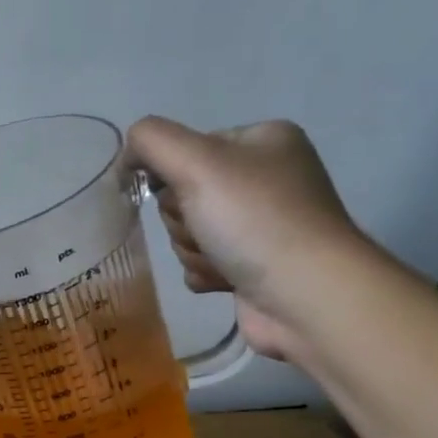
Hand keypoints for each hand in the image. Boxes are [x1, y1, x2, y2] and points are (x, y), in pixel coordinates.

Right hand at [124, 117, 371, 360]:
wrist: (307, 296)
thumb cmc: (255, 220)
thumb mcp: (195, 161)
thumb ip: (151, 141)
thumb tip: (129, 153)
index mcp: (262, 141)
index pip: (187, 148)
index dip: (174, 175)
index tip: (188, 193)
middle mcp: (266, 177)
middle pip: (183, 194)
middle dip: (184, 219)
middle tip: (208, 230)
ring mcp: (261, 224)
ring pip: (187, 231)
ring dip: (192, 249)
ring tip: (222, 259)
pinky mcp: (254, 265)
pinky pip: (200, 262)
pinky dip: (204, 271)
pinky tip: (225, 279)